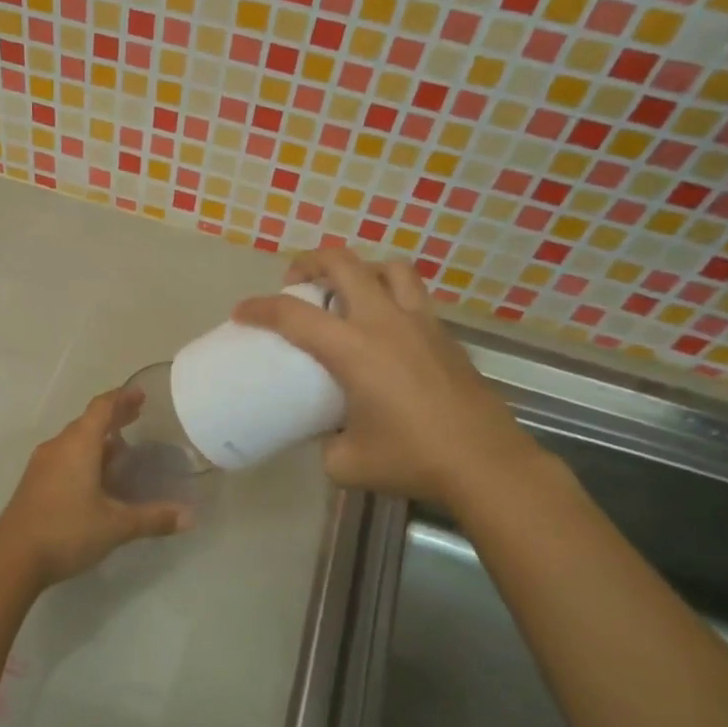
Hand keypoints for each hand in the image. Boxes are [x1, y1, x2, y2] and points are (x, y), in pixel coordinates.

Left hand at [0, 387, 191, 588]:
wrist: (11, 558)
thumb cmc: (66, 531)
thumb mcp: (116, 526)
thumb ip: (153, 518)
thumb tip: (190, 517)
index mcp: (78, 445)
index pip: (101, 408)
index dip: (122, 398)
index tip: (140, 394)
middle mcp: (58, 446)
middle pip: (87, 422)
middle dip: (113, 417)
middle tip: (138, 415)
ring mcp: (42, 464)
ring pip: (74, 441)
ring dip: (97, 439)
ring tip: (121, 447)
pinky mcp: (34, 483)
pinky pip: (64, 457)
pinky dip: (84, 456)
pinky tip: (96, 476)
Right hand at [233, 247, 538, 506]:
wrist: (486, 464)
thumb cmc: (411, 460)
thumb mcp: (346, 462)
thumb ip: (324, 441)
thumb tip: (324, 432)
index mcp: (353, 349)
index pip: (294, 315)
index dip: (260, 308)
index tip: (241, 312)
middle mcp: (385, 323)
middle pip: (343, 263)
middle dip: (310, 262)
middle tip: (296, 282)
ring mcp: (421, 323)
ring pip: (388, 268)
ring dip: (359, 270)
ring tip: (346, 291)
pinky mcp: (445, 335)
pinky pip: (413, 295)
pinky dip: (390, 295)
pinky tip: (385, 328)